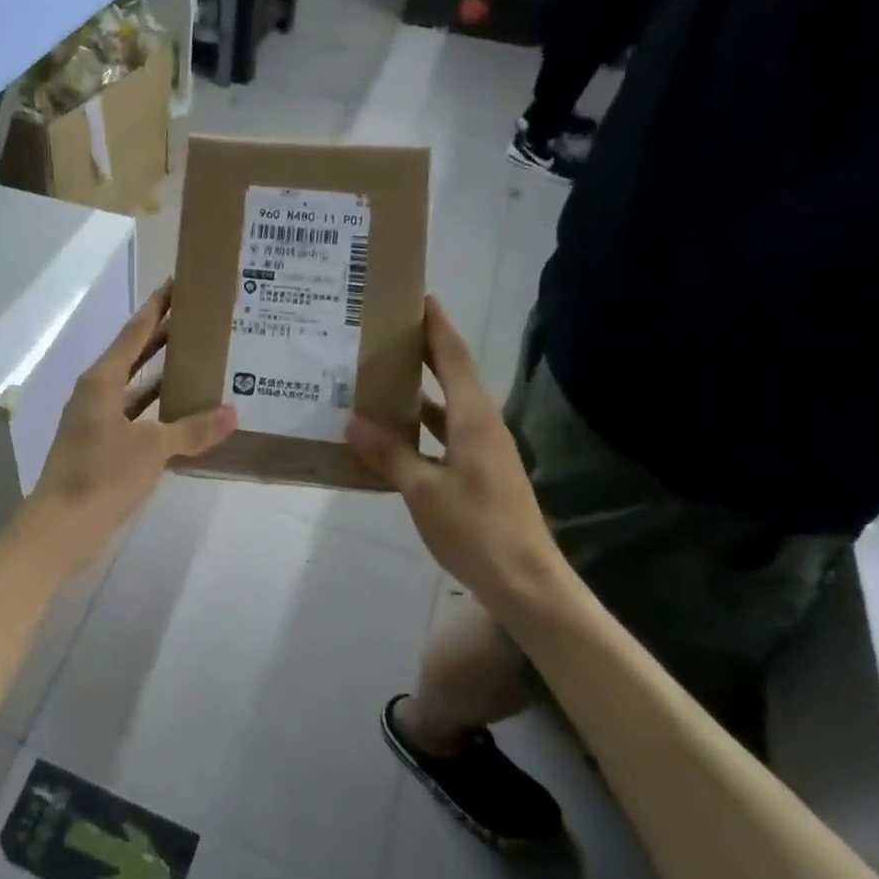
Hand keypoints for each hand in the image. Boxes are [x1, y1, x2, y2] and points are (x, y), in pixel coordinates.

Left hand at [29, 281, 236, 543]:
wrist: (62, 527)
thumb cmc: (103, 474)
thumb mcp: (153, 448)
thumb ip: (192, 429)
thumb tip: (231, 413)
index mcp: (101, 380)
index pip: (133, 333)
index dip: (156, 309)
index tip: (175, 286)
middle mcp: (95, 393)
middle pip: (133, 356)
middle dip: (161, 337)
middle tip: (195, 319)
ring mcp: (96, 421)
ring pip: (134, 388)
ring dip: (160, 375)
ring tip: (196, 361)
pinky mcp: (101, 447)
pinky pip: (135, 416)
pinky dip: (157, 411)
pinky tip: (181, 413)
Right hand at [346, 298, 577, 618]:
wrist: (525, 582)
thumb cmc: (476, 529)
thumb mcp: (423, 490)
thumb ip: (389, 453)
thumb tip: (353, 421)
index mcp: (474, 418)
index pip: (453, 357)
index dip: (436, 325)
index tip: (417, 296)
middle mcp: (482, 425)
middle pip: (452, 375)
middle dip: (424, 350)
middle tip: (387, 331)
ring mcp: (483, 450)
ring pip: (446, 408)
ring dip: (417, 391)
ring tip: (378, 377)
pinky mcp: (479, 473)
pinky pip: (445, 435)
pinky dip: (420, 427)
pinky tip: (392, 435)